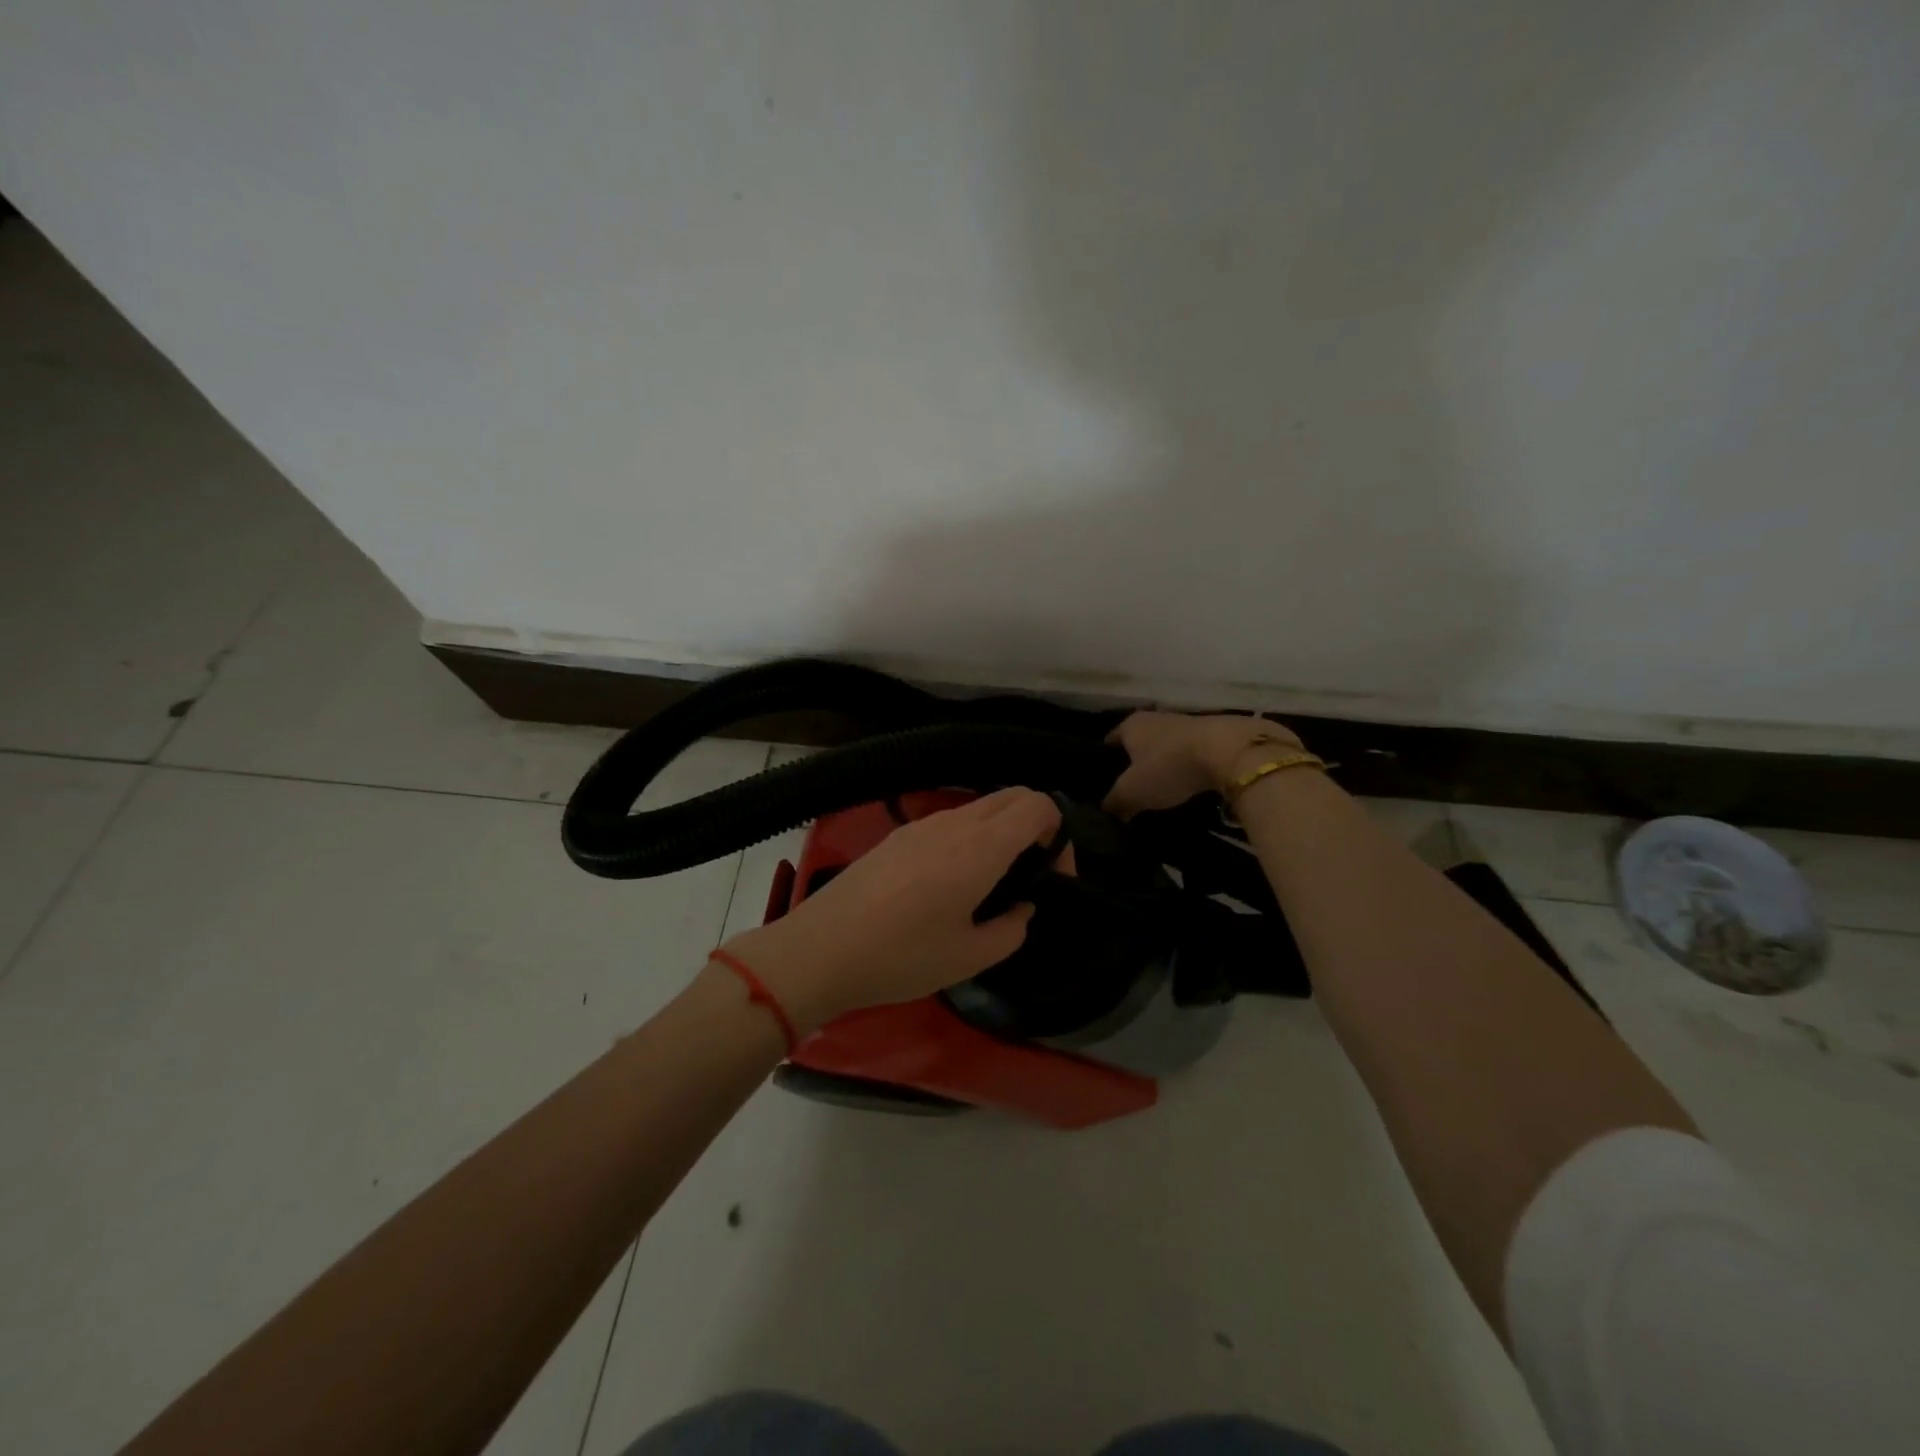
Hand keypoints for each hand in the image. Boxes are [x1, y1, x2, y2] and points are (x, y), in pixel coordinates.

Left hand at [721, 787, 1062, 1033]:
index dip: (1060, 834)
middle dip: (1035, 825)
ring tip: (991, 883)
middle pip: (1011, 796)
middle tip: (1031, 874)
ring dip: (1000, 832)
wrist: (821, 949)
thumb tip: (1022, 908)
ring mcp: (922, 825)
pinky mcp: (898, 836)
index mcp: (981, 847)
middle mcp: (954, 823)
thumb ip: (1011, 930)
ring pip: (979, 808)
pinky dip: (969, 838)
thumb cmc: (902, 957)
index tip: (1054, 876)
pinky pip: (949, 822)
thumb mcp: (970, 958)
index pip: (1037, 805)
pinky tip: (950, 883)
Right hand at [1103, 711, 1302, 818]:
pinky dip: (1184, 767)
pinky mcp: (1210, 735)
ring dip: (1161, 765)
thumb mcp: (1132, 792)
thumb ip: (1114, 802)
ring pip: (1163, 747)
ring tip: (1157, 790)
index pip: (1108, 741)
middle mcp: (1154, 718)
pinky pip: (1187, 754)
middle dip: (1133, 763)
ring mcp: (1184, 724)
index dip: (1103, 761)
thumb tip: (1105, 812)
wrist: (1229, 750)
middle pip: (1137, 743)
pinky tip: (1184, 784)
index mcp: (1130, 725)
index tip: (1101, 781)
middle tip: (1128, 789)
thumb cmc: (1170, 766)